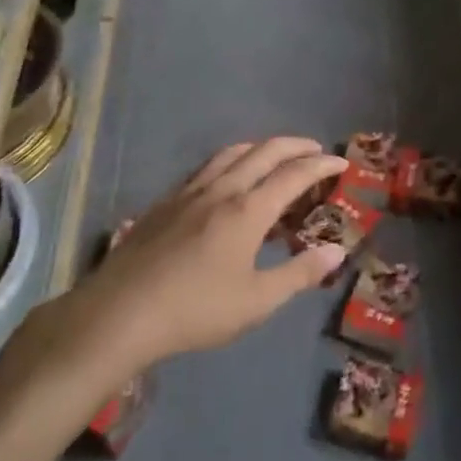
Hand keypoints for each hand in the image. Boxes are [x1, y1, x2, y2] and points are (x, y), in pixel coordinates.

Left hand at [60, 138, 348, 375]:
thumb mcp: (257, 301)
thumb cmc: (195, 310)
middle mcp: (222, 190)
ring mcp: (189, 192)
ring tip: (274, 156)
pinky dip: (230, 161)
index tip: (341, 164)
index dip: (321, 166)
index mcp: (248, 210)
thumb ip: (299, 273)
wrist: (119, 314)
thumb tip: (336, 251)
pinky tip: (225, 180)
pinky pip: (206, 168)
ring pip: (231, 153)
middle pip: (264, 152)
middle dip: (295, 146)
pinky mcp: (165, 202)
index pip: (294, 175)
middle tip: (315, 150)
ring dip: (260, 148)